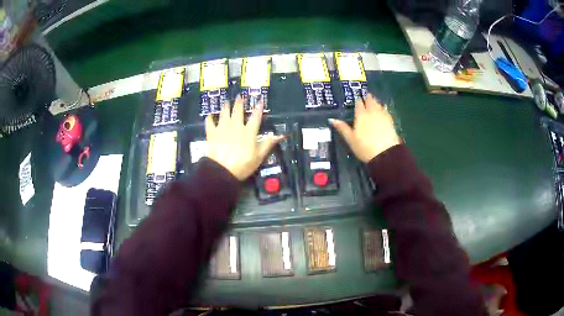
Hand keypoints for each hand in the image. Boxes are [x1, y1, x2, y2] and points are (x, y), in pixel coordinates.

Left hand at [205, 97, 283, 180]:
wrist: (221, 169)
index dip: (258, 108)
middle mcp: (236, 125)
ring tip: (226, 102)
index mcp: (249, 131)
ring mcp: (222, 128)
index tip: (259, 100)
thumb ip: (268, 144)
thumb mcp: (259, 156)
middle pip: (238, 111)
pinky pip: (210, 122)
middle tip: (239, 96)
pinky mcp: (212, 133)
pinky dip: (210, 118)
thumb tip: (280, 135)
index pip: (255, 117)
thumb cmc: (243, 164)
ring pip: (224, 113)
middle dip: (239, 102)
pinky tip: (210, 115)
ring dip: (226, 107)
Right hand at [329, 94, 400, 162]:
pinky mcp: (390, 120)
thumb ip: (342, 128)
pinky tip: (384, 107)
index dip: (358, 100)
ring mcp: (382, 115)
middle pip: (370, 101)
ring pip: (378, 104)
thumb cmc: (365, 147)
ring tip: (373, 100)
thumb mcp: (351, 139)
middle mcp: (372, 112)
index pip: (359, 103)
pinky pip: (386, 110)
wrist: (385, 154)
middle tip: (366, 95)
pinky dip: (383, 107)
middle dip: (367, 98)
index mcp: (361, 115)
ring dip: (375, 101)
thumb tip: (332, 119)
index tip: (357, 99)